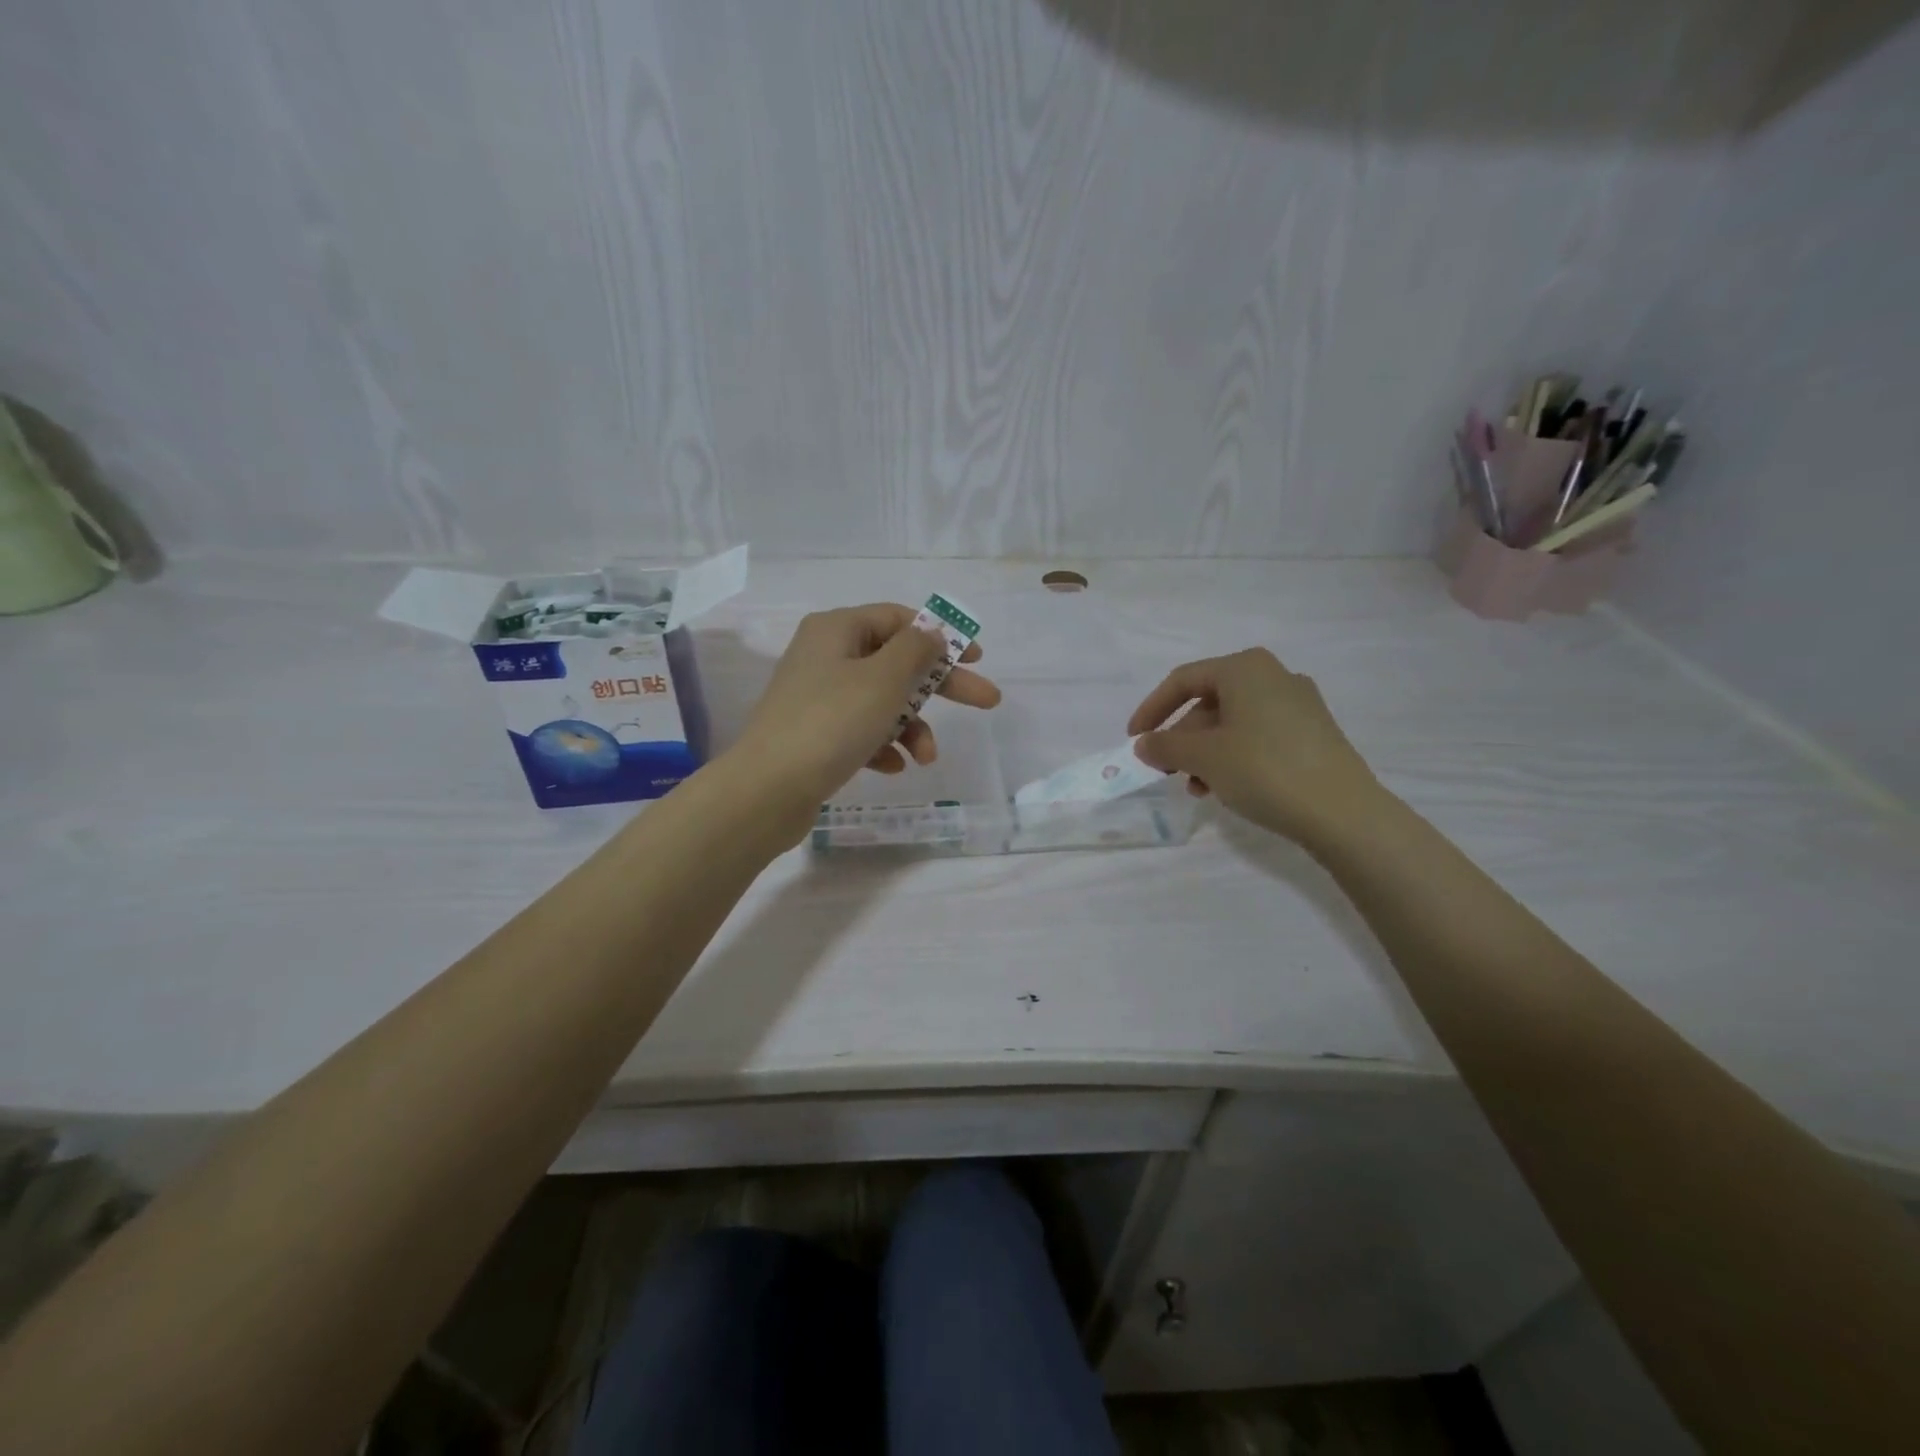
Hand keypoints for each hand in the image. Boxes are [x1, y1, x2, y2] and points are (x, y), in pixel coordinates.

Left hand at [732, 603, 1000, 812]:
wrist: (767, 790)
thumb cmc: (831, 723)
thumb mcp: (883, 679)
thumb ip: (915, 650)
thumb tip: (931, 632)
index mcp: (837, 629)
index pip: (898, 619)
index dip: (940, 636)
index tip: (976, 658)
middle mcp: (825, 656)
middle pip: (895, 662)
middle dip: (939, 687)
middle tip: (987, 702)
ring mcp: (817, 697)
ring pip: (881, 702)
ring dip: (910, 727)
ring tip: (926, 758)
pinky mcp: (814, 735)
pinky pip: (860, 731)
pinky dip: (882, 746)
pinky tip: (892, 768)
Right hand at [1128, 648, 1381, 844]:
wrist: (1343, 812)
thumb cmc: (1264, 770)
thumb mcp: (1203, 758)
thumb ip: (1165, 746)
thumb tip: (1143, 744)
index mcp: (1245, 668)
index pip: (1182, 681)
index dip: (1152, 709)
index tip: (1134, 740)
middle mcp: (1273, 676)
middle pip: (1209, 702)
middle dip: (1182, 738)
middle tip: (1166, 770)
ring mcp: (1298, 704)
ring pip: (1233, 722)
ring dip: (1205, 752)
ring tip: (1196, 787)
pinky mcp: (1314, 732)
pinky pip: (1258, 735)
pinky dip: (1233, 756)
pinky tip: (1226, 787)